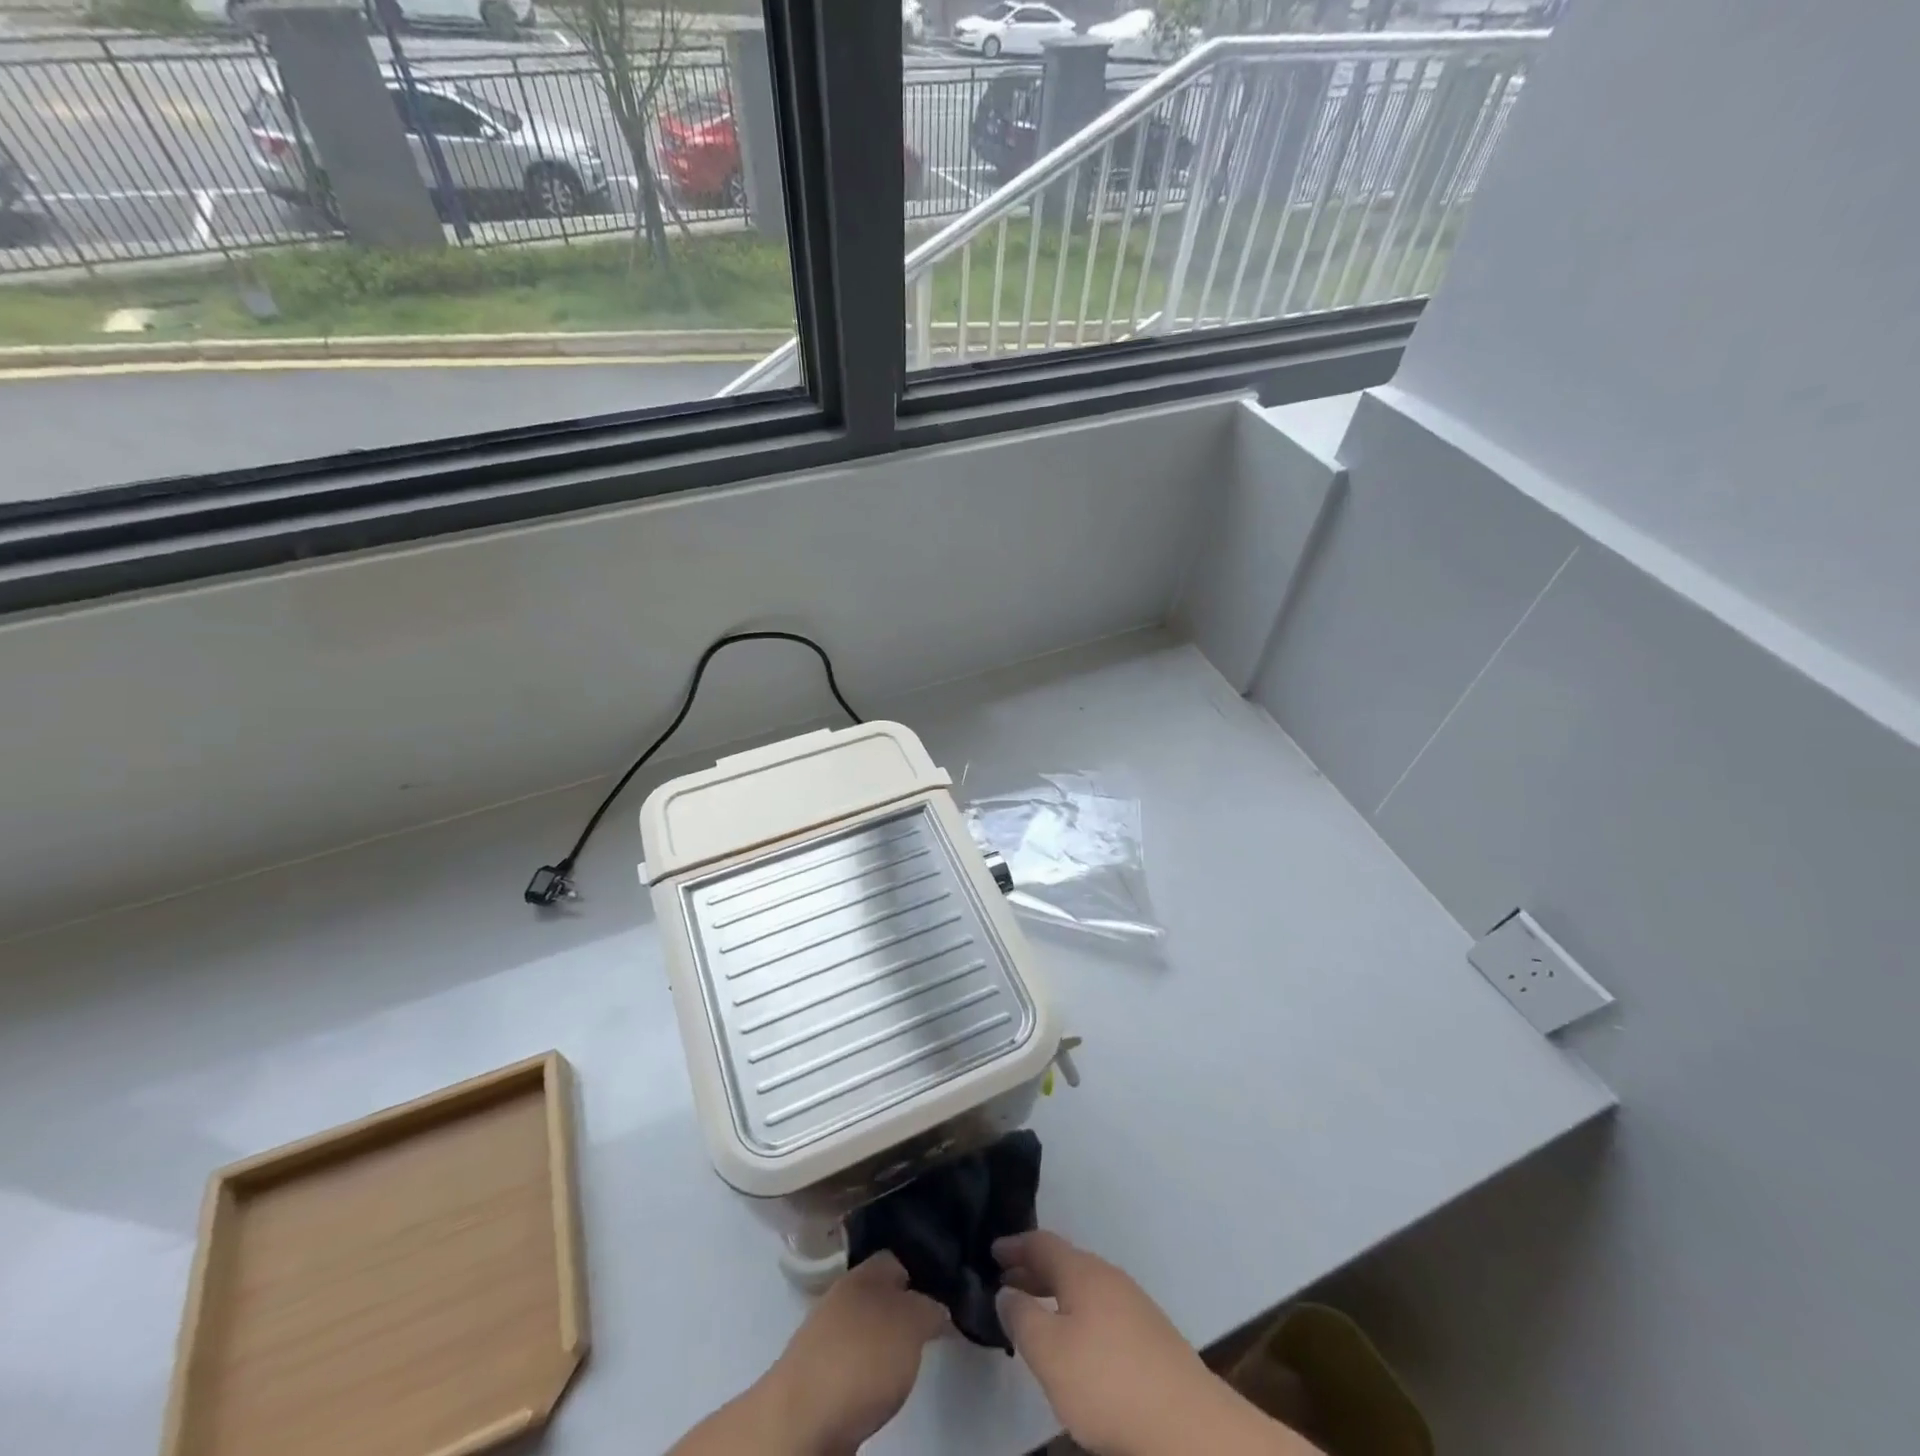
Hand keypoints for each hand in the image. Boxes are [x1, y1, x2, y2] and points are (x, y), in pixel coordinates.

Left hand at [761, 1251, 948, 1454]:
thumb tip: (936, 1307)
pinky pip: (856, 1361)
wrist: (800, 1422)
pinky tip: (885, 1385)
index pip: (899, 1258)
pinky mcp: (820, 1376)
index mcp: (864, 1273)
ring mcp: (827, 1336)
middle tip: (937, 1325)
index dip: (924, 1269)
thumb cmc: (860, 1360)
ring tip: (914, 1358)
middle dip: (906, 1307)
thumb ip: (929, 1309)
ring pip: (868, 1327)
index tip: (948, 1288)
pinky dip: (871, 1370)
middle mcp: (844, 1296)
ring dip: (888, 1340)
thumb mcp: (910, 1326)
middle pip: (882, 1293)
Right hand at [995, 1231, 1314, 1455]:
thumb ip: (1021, 1318)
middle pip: (1064, 1264)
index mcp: (1082, 1271)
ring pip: (1084, 1289)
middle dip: (1033, 1272)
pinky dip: (1077, 1316)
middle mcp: (1108, 1277)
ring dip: (1055, 1296)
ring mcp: (1134, 1306)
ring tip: (1034, 1318)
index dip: (1015, 1246)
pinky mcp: (1150, 1338)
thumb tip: (1007, 1291)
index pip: (1042, 1243)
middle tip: (1005, 1285)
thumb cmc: (1108, 1383)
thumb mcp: (1049, 1354)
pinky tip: (1074, 1348)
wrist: (1189, 1428)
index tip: (992, 1251)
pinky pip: (1101, 1311)